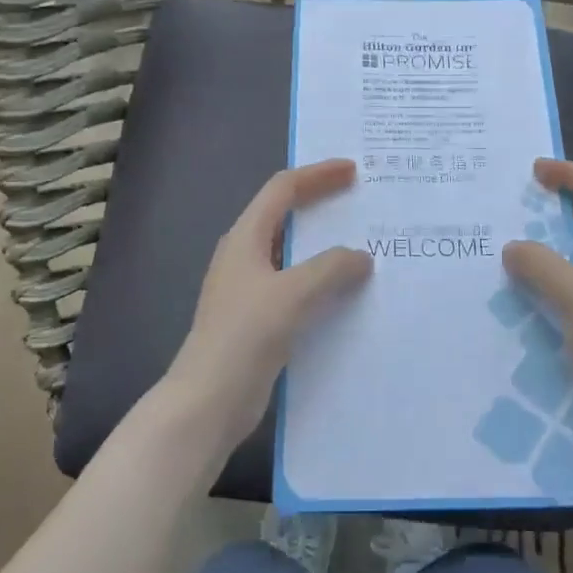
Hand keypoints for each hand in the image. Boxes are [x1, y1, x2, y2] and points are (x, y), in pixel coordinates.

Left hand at [163, 159, 373, 452]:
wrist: (208, 401)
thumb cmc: (245, 336)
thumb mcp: (292, 294)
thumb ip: (330, 268)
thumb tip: (361, 258)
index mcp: (245, 237)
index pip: (283, 189)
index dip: (317, 174)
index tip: (353, 172)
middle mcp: (245, 256)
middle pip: (286, 216)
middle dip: (322, 205)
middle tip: (362, 204)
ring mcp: (250, 289)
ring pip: (293, 254)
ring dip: (325, 247)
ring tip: (364, 248)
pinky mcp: (258, 319)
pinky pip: (296, 286)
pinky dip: (322, 281)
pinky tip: (347, 295)